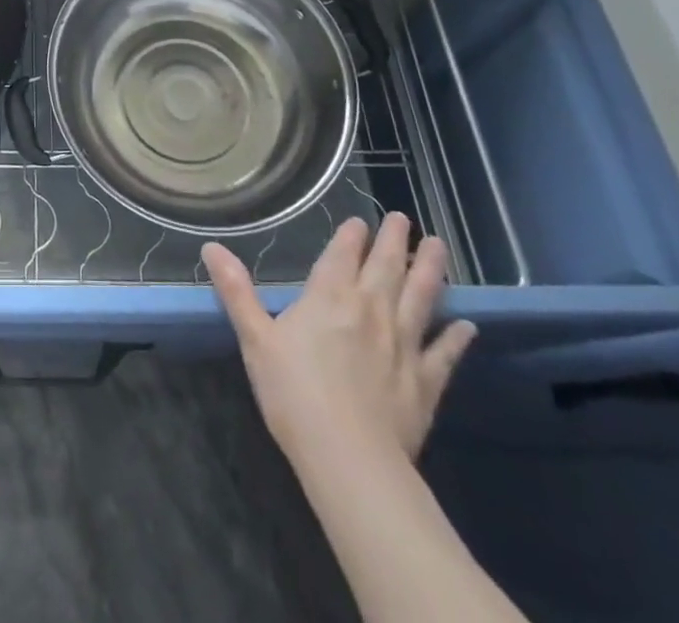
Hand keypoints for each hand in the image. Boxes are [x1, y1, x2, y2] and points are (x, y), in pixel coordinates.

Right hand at [204, 214, 474, 466]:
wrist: (350, 459)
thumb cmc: (294, 394)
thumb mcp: (255, 339)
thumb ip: (236, 290)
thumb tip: (211, 246)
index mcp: (329, 297)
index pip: (343, 254)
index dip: (351, 234)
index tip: (360, 220)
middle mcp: (370, 309)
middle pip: (387, 265)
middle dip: (395, 239)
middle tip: (403, 218)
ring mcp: (403, 344)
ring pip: (421, 297)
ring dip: (431, 270)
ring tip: (439, 247)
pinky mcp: (425, 381)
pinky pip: (444, 353)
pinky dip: (456, 337)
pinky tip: (468, 325)